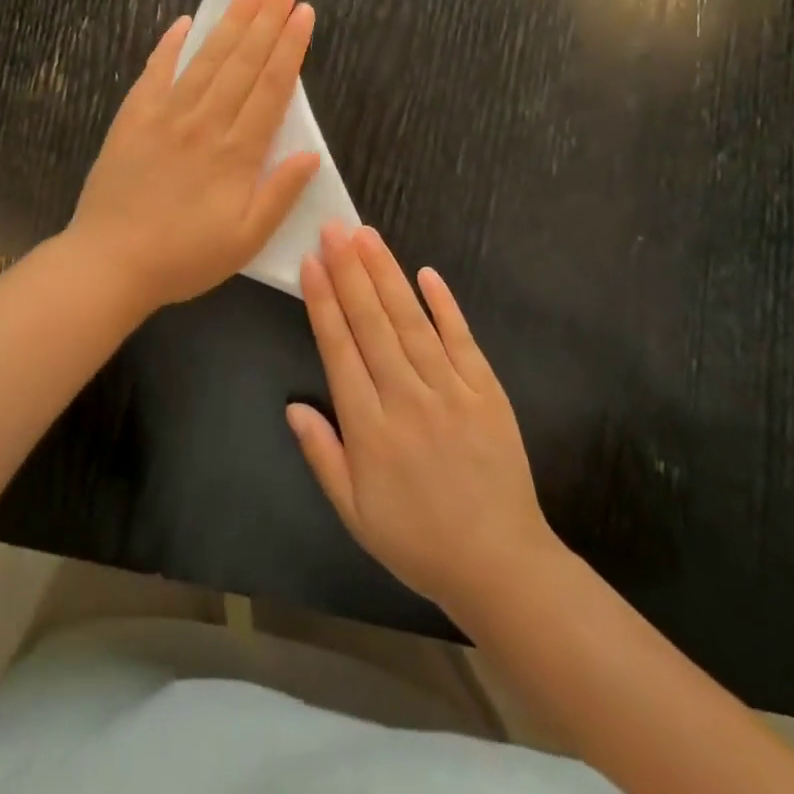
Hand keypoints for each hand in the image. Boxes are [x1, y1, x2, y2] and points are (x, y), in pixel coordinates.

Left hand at [69, 0, 320, 313]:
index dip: (291, 47)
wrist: (109, 262)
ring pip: (206, 59)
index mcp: (237, 153)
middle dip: (268, 18)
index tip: (304, 12)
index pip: (272, 88)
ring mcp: (166, 115)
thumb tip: (311, 153)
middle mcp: (205, 122)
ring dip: (230, 21)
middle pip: (244, 62)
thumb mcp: (246, 240)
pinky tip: (184, 22)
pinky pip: (155, 72)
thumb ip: (280, 194)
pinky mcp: (133, 118)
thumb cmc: (184, 258)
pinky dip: (170, 45)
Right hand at [287, 223, 556, 622]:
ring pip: (412, 322)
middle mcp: (407, 400)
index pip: (340, 351)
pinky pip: (463, 340)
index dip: (324, 303)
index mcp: (371, 430)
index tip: (311, 263)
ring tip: (368, 237)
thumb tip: (293, 405)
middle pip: (373, 324)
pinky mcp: (487, 392)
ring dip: (388, 276)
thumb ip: (323, 455)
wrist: (500, 565)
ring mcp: (451, 392)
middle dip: (350, 271)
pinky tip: (427, 273)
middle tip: (335, 228)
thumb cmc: (418, 540)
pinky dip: (445, 305)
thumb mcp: (355, 513)